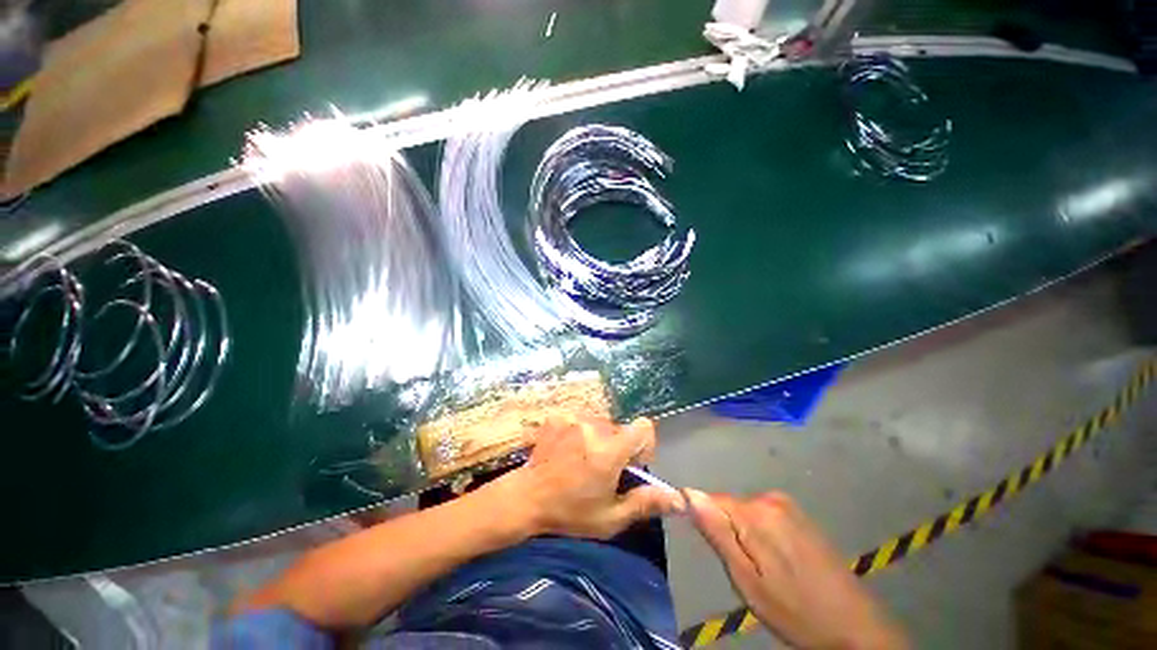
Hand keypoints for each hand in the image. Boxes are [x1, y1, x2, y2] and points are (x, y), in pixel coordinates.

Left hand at [488, 415, 683, 539]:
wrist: (527, 497)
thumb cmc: (570, 512)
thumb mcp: (610, 517)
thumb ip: (645, 503)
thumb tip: (679, 499)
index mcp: (609, 451)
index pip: (643, 427)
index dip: (644, 445)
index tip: (631, 463)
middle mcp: (594, 427)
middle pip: (621, 428)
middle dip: (618, 446)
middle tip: (602, 469)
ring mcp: (573, 418)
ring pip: (602, 422)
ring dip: (599, 438)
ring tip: (582, 460)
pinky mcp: (559, 415)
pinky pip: (583, 418)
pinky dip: (582, 432)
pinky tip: (568, 450)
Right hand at [686, 490, 907, 649]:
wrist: (856, 627)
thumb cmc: (795, 611)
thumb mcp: (747, 581)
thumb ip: (717, 534)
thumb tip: (688, 494)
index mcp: (755, 512)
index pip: (709, 500)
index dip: (704, 522)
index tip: (711, 548)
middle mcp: (770, 498)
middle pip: (729, 506)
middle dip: (728, 532)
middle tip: (744, 569)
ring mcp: (788, 504)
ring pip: (746, 512)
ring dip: (745, 535)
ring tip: (763, 569)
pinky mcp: (800, 514)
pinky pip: (764, 516)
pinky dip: (762, 535)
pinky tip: (779, 562)